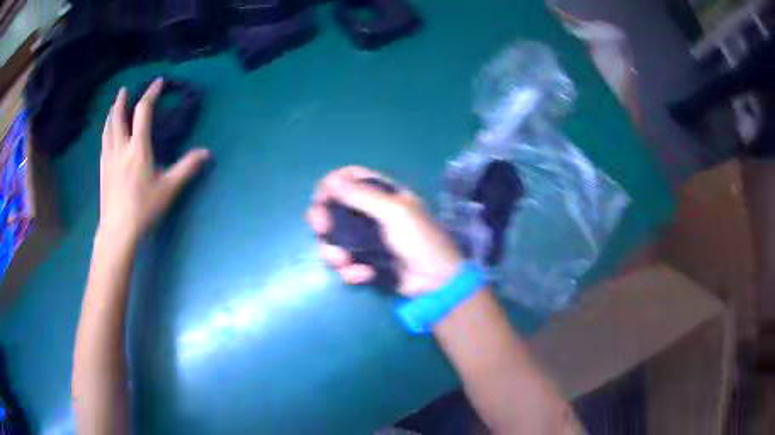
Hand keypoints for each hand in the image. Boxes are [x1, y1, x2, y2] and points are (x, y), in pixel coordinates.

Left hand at [98, 78, 209, 244]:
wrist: (118, 231)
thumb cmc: (143, 208)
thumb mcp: (169, 188)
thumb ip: (187, 168)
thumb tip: (207, 152)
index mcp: (138, 148)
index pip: (143, 112)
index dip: (151, 94)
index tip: (158, 82)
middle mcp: (121, 147)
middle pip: (118, 117)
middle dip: (122, 101)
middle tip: (124, 90)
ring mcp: (108, 158)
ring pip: (107, 129)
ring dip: (111, 114)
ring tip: (113, 107)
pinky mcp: (102, 170)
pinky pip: (103, 143)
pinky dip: (106, 132)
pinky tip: (107, 135)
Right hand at [307, 166, 462, 296]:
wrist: (437, 282)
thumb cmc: (421, 240)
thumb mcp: (395, 213)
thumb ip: (362, 196)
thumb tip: (330, 181)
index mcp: (383, 195)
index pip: (351, 178)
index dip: (333, 184)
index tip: (321, 196)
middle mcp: (371, 214)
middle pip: (334, 209)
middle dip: (323, 219)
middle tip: (321, 227)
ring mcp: (366, 240)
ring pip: (334, 240)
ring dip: (333, 251)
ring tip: (343, 261)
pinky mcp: (365, 263)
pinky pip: (346, 264)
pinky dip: (351, 271)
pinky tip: (365, 274)